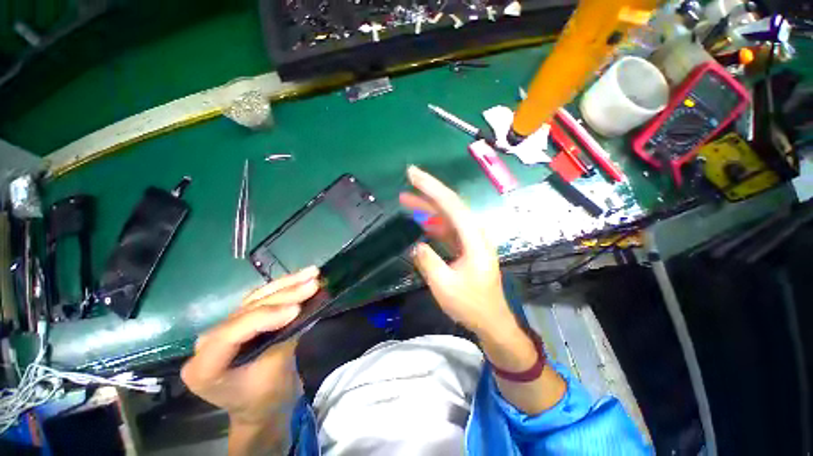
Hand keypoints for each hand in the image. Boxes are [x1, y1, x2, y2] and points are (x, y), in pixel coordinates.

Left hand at [181, 267, 318, 426]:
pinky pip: (262, 298)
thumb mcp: (275, 372)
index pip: (231, 334)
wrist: (263, 407)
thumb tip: (302, 308)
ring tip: (312, 273)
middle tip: (312, 283)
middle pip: (247, 311)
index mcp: (204, 367)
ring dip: (287, 284)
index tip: (297, 309)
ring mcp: (224, 327)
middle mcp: (207, 342)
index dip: (264, 317)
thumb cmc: (267, 398)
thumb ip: (284, 338)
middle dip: (284, 295)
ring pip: (256, 298)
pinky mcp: (241, 320)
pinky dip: (284, 287)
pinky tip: (300, 277)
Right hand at [399, 166, 517, 338]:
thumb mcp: (444, 286)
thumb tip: (415, 245)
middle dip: (428, 191)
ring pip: (446, 215)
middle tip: (408, 178)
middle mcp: (474, 232)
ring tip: (406, 198)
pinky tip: (419, 219)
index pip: (451, 204)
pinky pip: (446, 228)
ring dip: (427, 206)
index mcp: (474, 238)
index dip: (431, 187)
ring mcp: (469, 239)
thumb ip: (428, 262)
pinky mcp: (465, 246)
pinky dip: (432, 222)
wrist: (491, 320)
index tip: (413, 174)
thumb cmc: (471, 305)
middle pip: (450, 205)